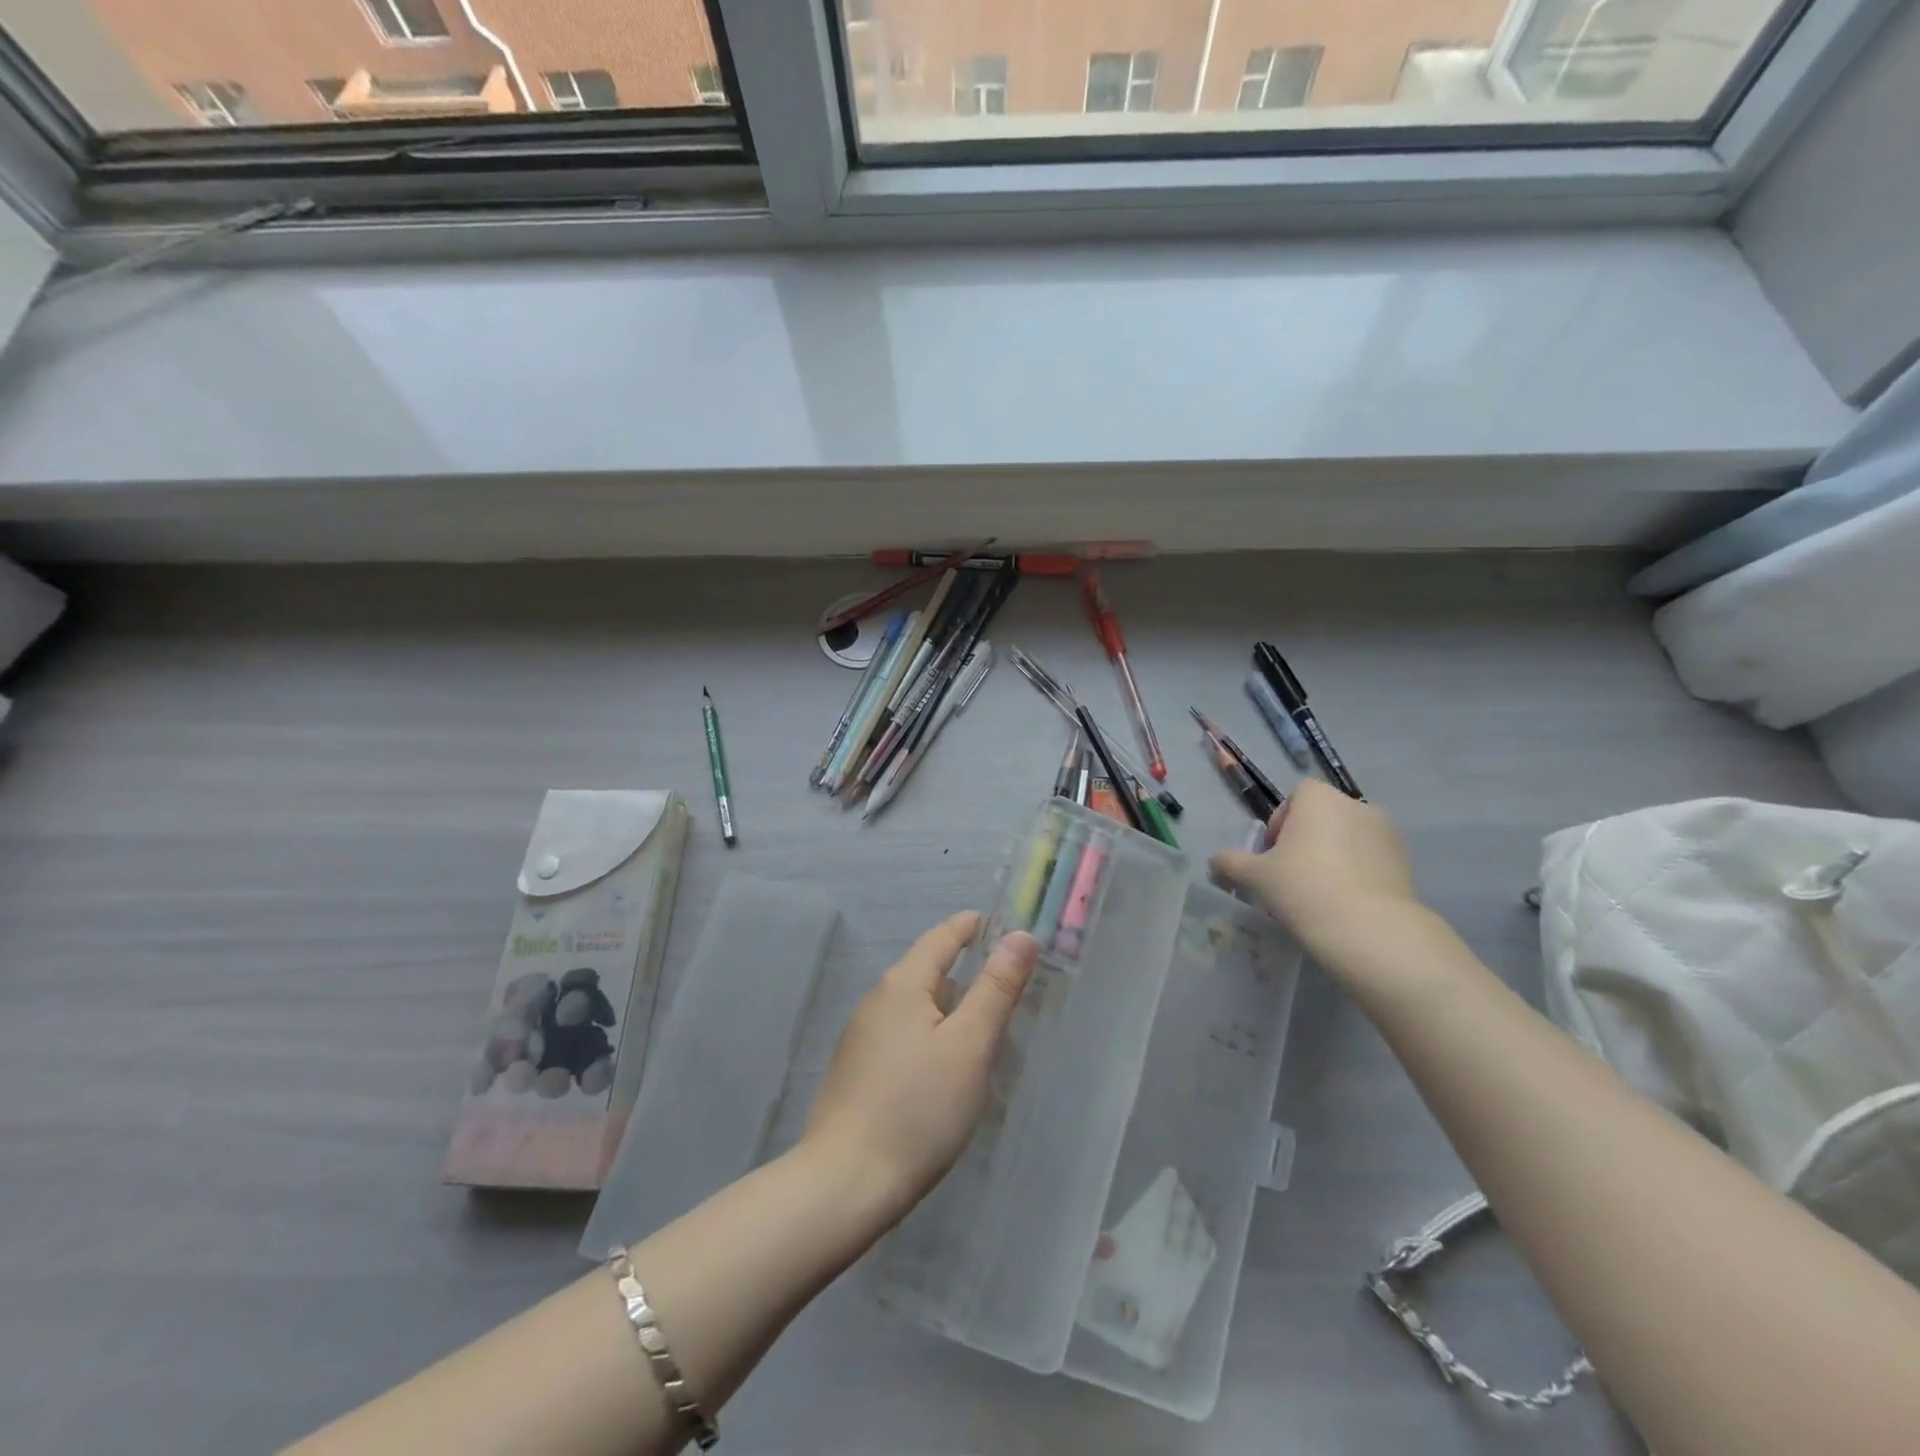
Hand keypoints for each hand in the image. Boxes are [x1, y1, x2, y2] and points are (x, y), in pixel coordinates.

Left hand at [804, 912, 1038, 1218]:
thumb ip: (995, 988)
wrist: (845, 1183)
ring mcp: (861, 1037)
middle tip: (1005, 978)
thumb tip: (1020, 937)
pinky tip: (945, 1063)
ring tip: (982, 1020)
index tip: (1000, 924)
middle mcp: (876, 1001)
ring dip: (947, 1004)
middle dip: (963, 968)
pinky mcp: (857, 1070)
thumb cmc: (918, 1109)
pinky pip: (902, 1033)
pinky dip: (929, 1032)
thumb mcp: (969, 1045)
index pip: (941, 938)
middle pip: (925, 969)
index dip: (971, 927)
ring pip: (914, 1005)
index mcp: (902, 984)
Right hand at [1209, 780, 1421, 957]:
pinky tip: (1343, 906)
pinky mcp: (1406, 864)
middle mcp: (1357, 806)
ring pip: (1347, 840)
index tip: (1272, 856)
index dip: (1280, 823)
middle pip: (1322, 818)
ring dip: (1331, 858)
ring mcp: (1387, 834)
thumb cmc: (1304, 889)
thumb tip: (1215, 862)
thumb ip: (1231, 863)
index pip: (1295, 796)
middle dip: (1305, 842)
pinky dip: (1355, 875)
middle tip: (1289, 878)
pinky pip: (1370, 861)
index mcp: (1320, 799)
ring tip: (1317, 895)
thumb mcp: (1255, 877)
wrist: (1372, 933)